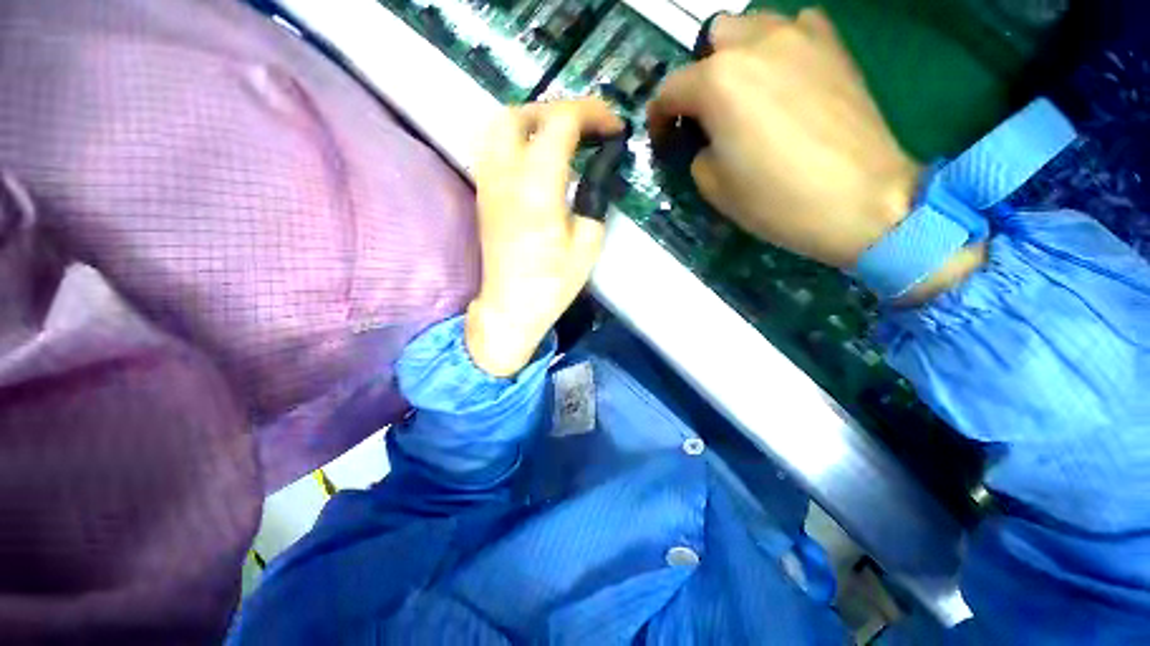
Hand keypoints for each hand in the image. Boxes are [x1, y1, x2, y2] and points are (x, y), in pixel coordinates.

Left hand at [467, 98, 623, 376]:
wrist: (511, 307)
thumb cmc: (552, 283)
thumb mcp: (588, 242)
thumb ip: (595, 197)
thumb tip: (600, 167)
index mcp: (537, 187)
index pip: (560, 123)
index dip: (591, 115)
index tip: (614, 129)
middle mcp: (505, 175)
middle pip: (521, 114)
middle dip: (558, 111)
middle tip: (586, 130)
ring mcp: (488, 183)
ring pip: (500, 126)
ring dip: (534, 121)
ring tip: (563, 139)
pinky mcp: (483, 194)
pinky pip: (496, 148)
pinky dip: (519, 139)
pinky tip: (538, 159)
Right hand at [647, 10, 919, 269]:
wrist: (860, 200)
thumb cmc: (776, 199)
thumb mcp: (714, 187)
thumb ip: (698, 153)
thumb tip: (706, 141)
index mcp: (718, 82)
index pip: (670, 90)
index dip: (659, 117)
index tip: (662, 138)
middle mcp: (755, 44)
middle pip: (712, 40)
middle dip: (701, 75)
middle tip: (708, 113)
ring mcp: (800, 37)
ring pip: (752, 26)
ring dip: (738, 56)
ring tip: (747, 93)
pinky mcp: (834, 46)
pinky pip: (796, 28)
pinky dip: (780, 48)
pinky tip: (785, 78)